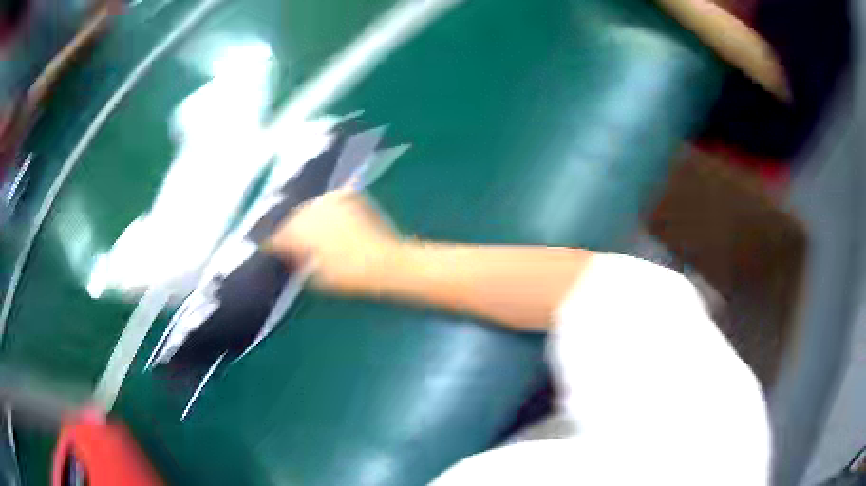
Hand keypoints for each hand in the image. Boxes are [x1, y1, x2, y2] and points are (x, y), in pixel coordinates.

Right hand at [264, 190, 401, 294]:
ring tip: (313, 232)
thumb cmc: (349, 276)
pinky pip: (331, 201)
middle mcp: (310, 209)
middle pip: (293, 219)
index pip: (278, 237)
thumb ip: (298, 265)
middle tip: (293, 243)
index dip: (274, 246)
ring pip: (311, 207)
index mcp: (298, 231)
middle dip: (291, 230)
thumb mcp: (315, 279)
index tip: (274, 252)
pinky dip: (328, 210)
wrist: (386, 262)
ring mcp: (330, 199)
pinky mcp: (349, 195)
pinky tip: (332, 221)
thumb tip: (294, 258)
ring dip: (309, 219)